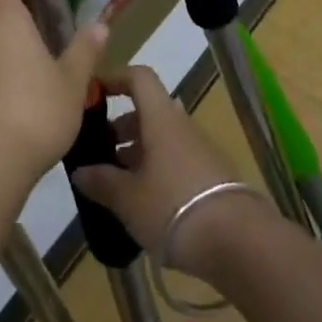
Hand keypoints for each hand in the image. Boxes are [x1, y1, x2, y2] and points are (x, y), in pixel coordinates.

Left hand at [0, 0, 108, 187]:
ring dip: (1, 54)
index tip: (36, 1)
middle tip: (43, 43)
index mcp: (3, 16)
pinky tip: (13, 106)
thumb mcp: (72, 81)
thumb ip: (85, 49)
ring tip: (32, 78)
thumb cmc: (36, 110)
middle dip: (12, 24)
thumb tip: (101, 23)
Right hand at [70, 66, 264, 278]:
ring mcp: (200, 151)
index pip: (139, 78)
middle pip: (148, 112)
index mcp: (160, 119)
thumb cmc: (175, 208)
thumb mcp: (128, 199)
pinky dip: (157, 172)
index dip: (115, 78)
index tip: (93, 95)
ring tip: (117, 184)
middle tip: (99, 153)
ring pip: (162, 139)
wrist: (241, 243)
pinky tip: (145, 205)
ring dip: (138, 153)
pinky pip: (177, 162)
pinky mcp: (212, 177)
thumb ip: (102, 182)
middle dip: (121, 128)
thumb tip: (79, 170)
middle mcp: (181, 126)